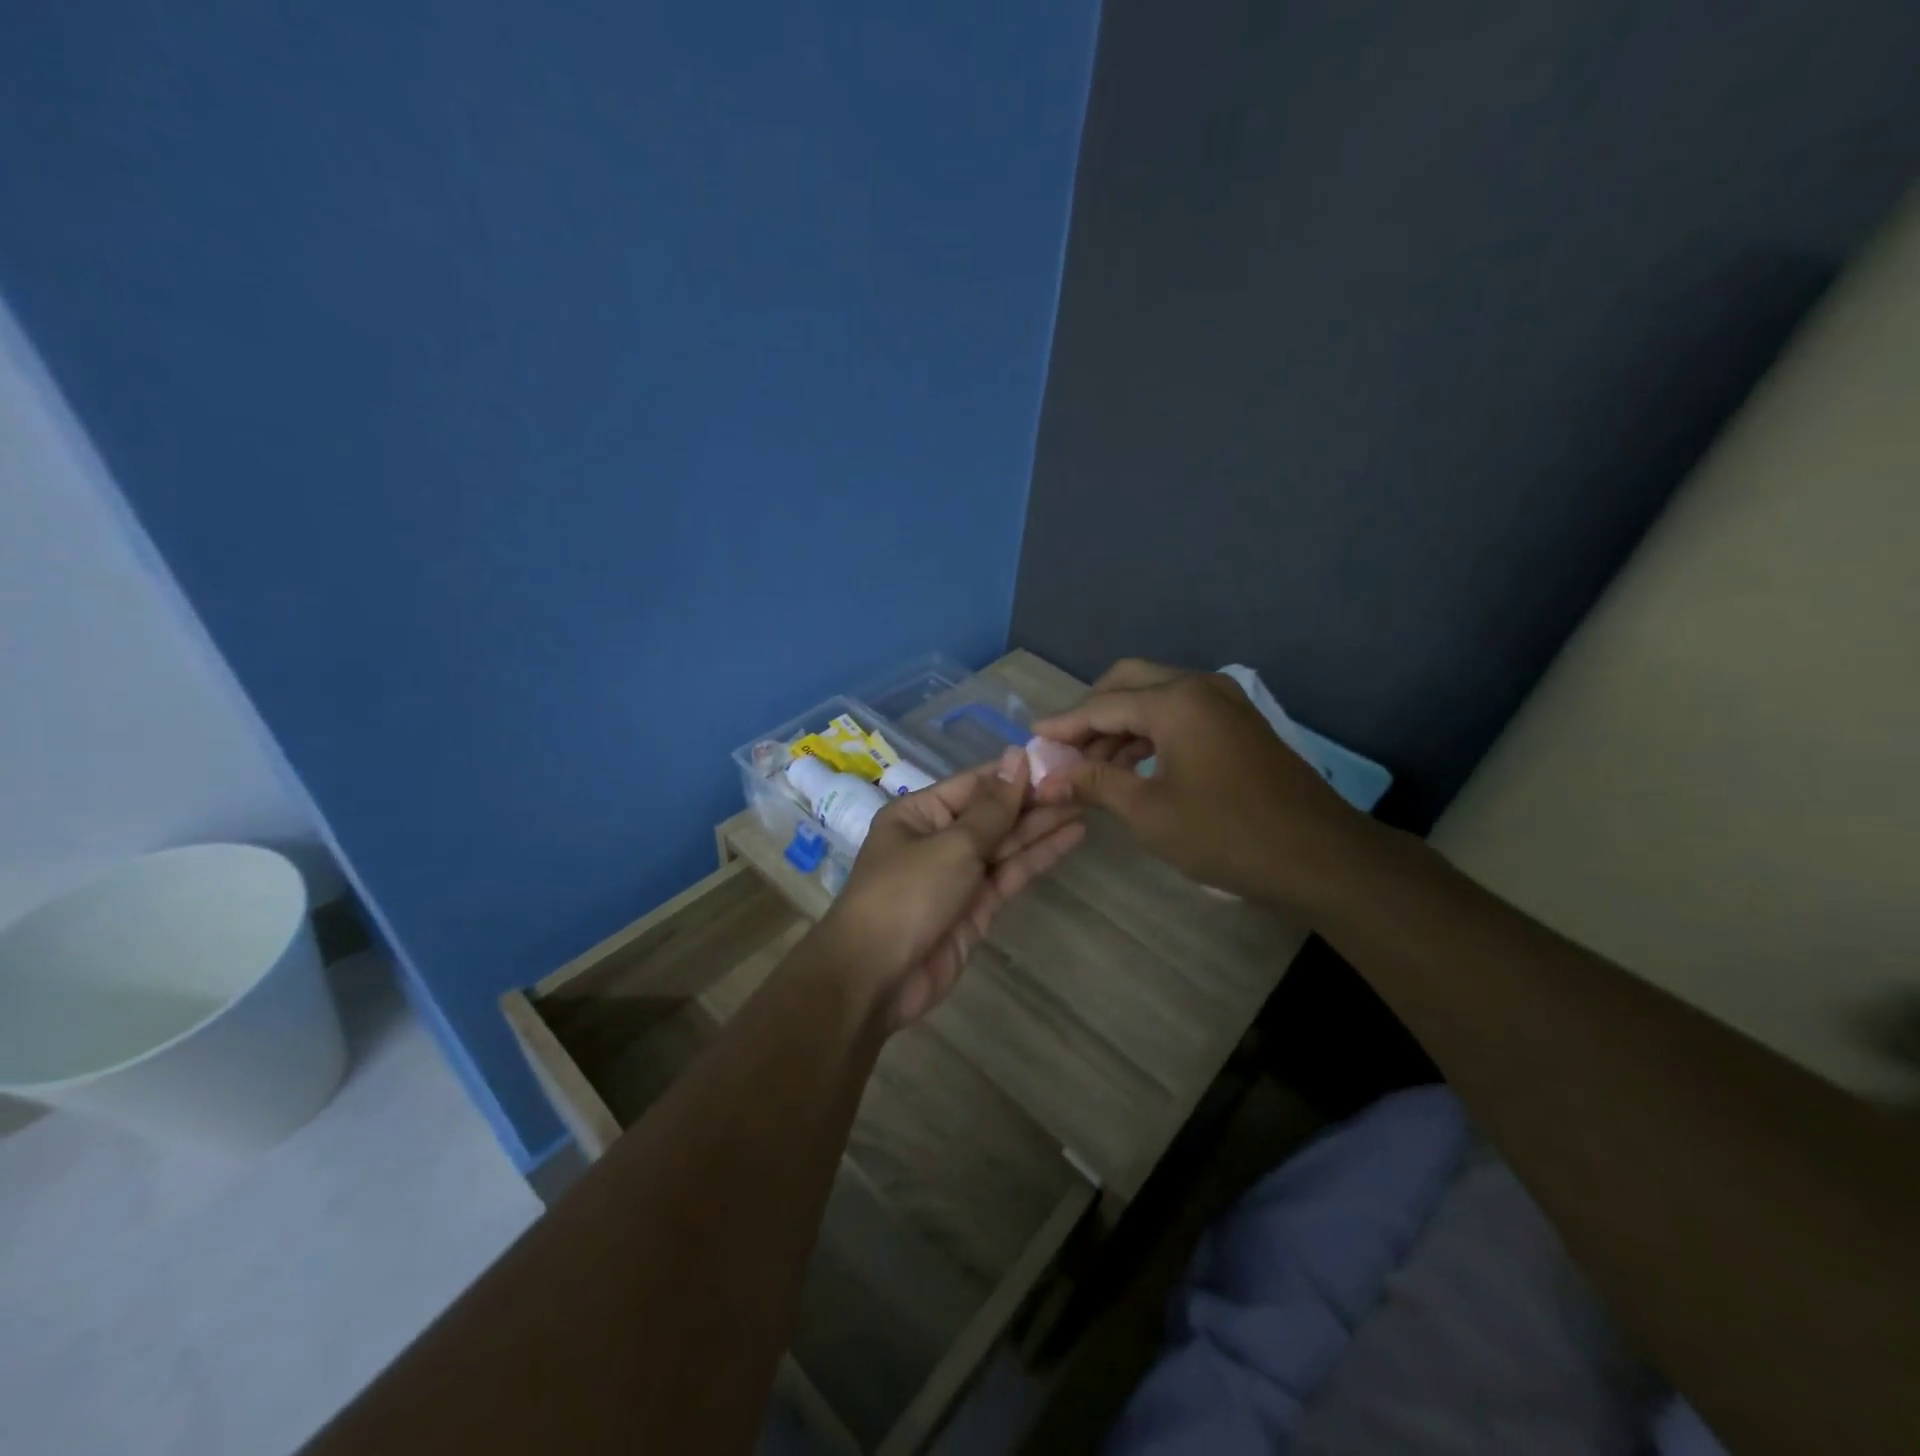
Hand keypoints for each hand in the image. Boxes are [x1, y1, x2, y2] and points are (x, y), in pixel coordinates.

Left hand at [820, 749, 1083, 1027]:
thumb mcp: (952, 844)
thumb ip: (993, 807)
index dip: (1014, 773)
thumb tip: (1016, 756)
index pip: (974, 784)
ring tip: (1085, 803)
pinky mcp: (977, 907)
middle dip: (1033, 799)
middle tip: (1082, 782)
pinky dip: (1038, 856)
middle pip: (992, 813)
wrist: (877, 977)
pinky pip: (1010, 873)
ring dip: (1042, 825)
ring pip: (1006, 843)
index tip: (1057, 759)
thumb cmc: (907, 894)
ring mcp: (959, 875)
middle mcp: (938, 839)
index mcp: (919, 814)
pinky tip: (1070, 837)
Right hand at [1031, 659, 1369, 905]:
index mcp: (1175, 701)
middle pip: (1127, 683)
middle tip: (1065, 749)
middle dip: (1091, 713)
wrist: (1318, 855)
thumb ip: (1093, 784)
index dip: (1063, 725)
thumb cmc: (1225, 833)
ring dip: (1120, 725)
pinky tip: (1133, 766)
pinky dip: (1150, 732)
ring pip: (1155, 697)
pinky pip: (1180, 713)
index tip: (1031, 740)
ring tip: (1092, 766)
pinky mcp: (1238, 722)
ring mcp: (1224, 701)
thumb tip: (1045, 779)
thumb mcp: (1148, 812)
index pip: (1102, 704)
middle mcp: (1199, 686)